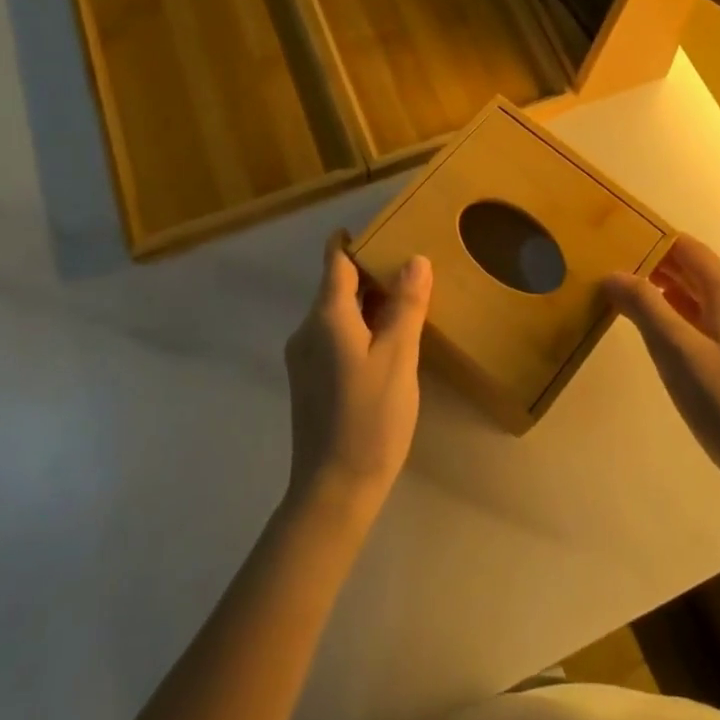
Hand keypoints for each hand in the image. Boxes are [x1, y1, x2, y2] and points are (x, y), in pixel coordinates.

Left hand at [283, 233, 431, 515]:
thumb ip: (406, 306)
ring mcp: (303, 358)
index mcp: (326, 317)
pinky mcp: (309, 381)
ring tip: (407, 303)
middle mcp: (307, 330)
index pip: (335, 261)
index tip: (380, 230)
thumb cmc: (370, 418)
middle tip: (411, 268)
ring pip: (336, 314)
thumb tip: (415, 260)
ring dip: (367, 303)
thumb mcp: (398, 358)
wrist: (333, 490)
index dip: (352, 241)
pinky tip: (387, 343)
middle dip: (370, 273)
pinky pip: (334, 337)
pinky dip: (359, 328)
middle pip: (336, 287)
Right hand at [604, 236, 719, 493]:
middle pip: (696, 272)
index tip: (617, 240)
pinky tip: (660, 334)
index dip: (654, 241)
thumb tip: (613, 274)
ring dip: (668, 294)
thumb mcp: (676, 351)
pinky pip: (711, 322)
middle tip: (613, 270)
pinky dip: (683, 318)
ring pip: (703, 299)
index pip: (688, 249)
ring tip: (628, 299)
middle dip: (656, 268)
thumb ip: (644, 307)